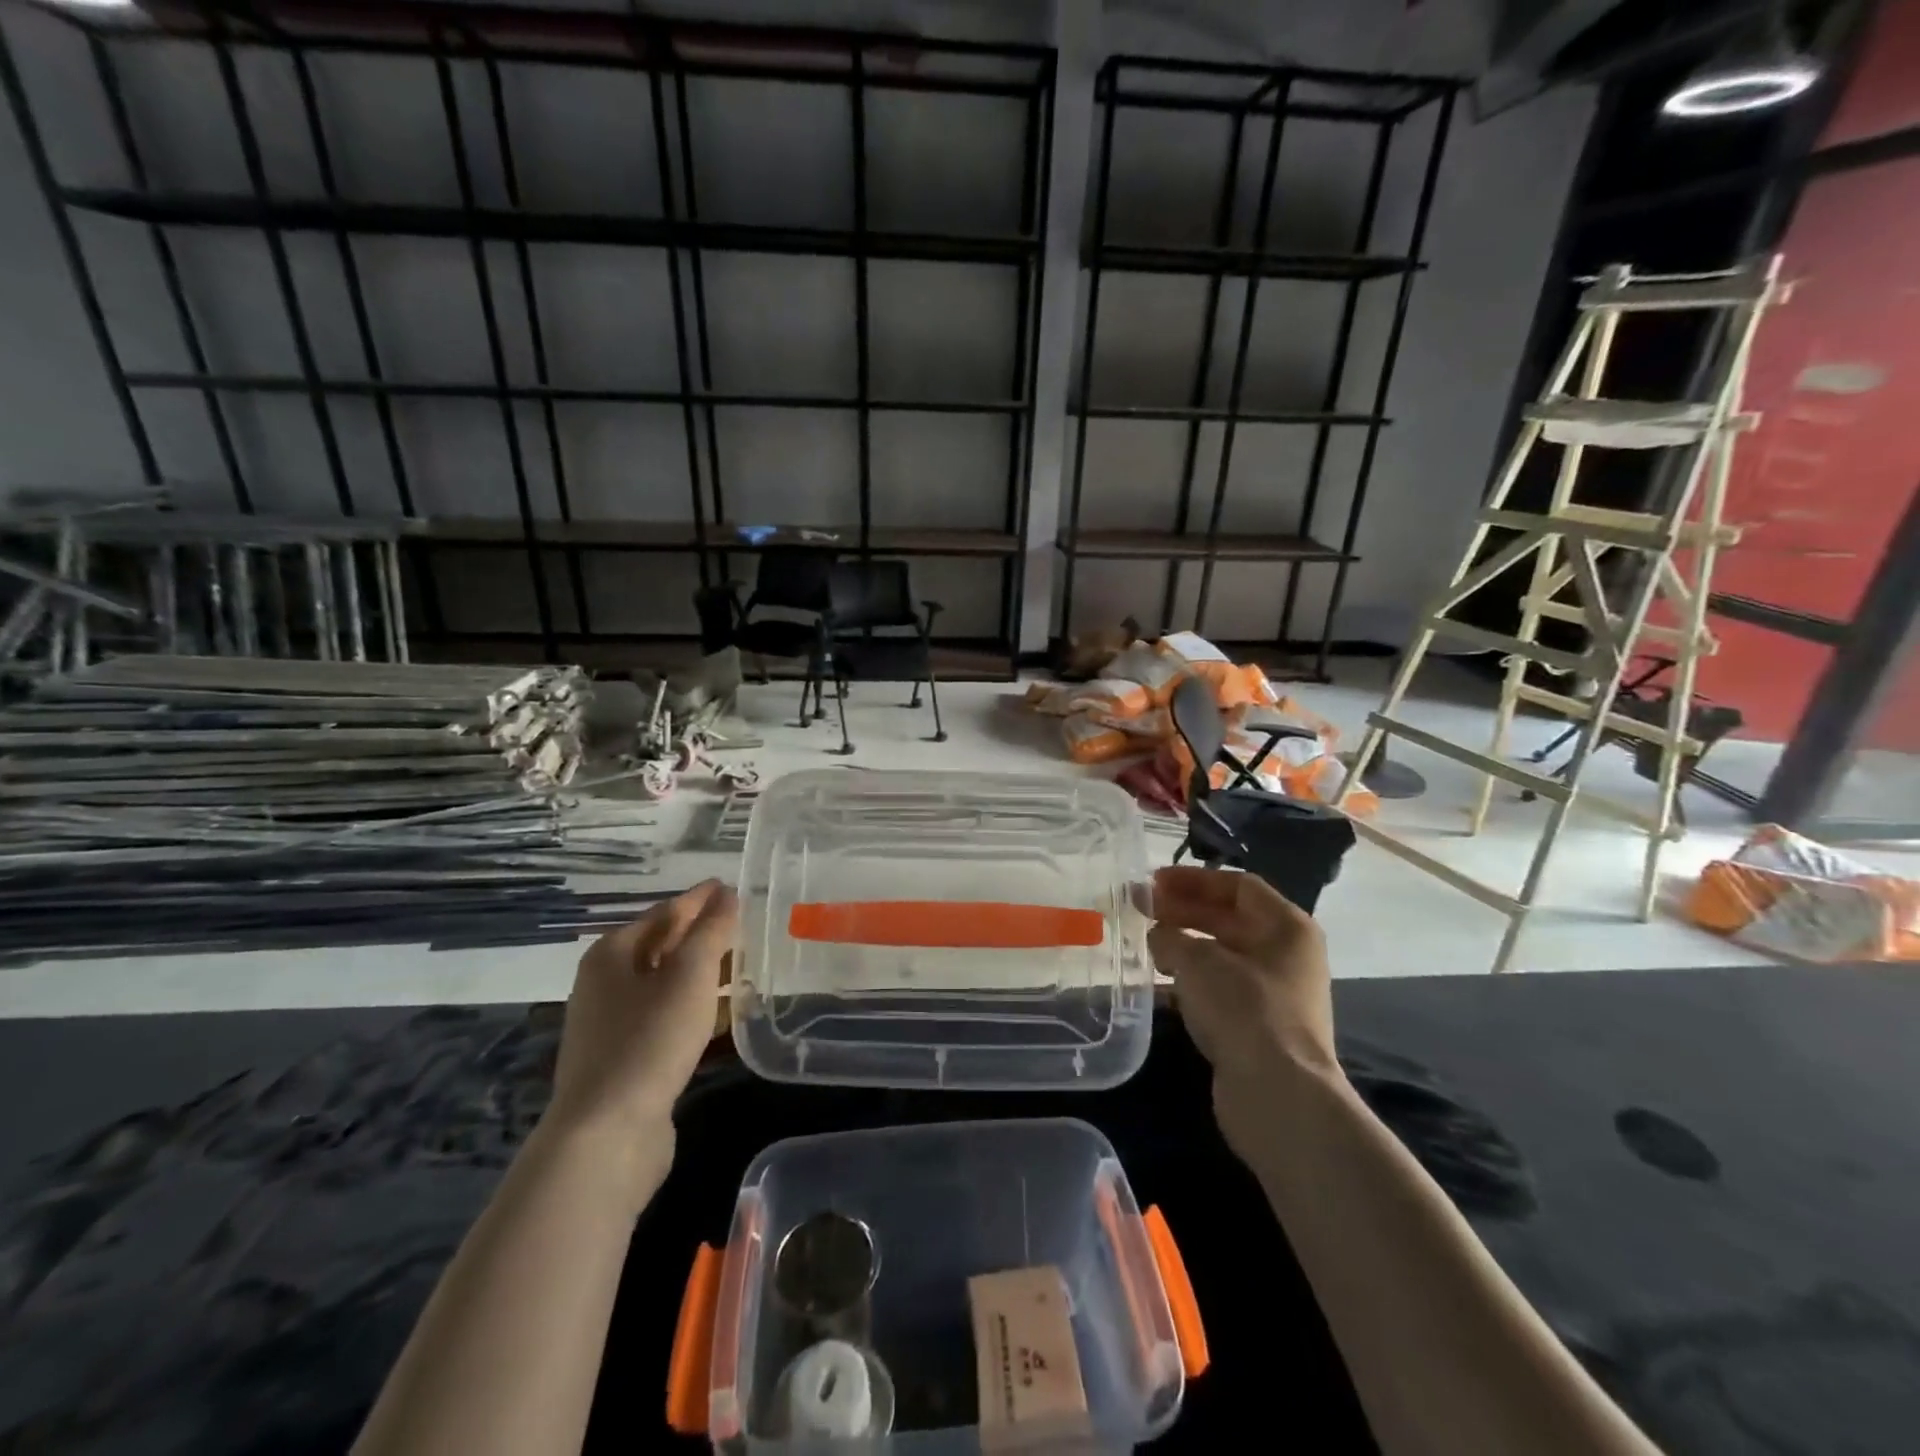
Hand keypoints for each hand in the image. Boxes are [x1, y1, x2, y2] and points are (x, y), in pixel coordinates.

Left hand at [545, 880, 737, 1150]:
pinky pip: (669, 1019)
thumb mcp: (690, 975)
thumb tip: (727, 893)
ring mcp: (613, 1024)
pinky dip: (698, 1010)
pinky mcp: (626, 1059)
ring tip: (748, 969)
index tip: (734, 888)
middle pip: (665, 947)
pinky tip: (729, 1016)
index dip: (703, 899)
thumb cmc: (649, 1040)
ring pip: (669, 985)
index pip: (667, 912)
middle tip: (748, 927)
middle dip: (706, 937)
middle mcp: (606, 982)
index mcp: (613, 953)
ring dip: (706, 975)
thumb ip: (712, 931)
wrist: (606, 1135)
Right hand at [1148, 866, 1340, 1163]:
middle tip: (1142, 910)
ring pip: (1223, 955)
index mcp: (1287, 926)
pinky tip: (1160, 985)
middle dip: (1184, 911)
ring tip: (1146, 944)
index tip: (1152, 883)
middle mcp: (1287, 955)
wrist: (1277, 1095)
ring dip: (1185, 946)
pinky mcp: (1260, 1026)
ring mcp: (1276, 993)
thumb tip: (1158, 935)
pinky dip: (1191, 981)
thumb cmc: (1243, 1008)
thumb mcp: (1197, 960)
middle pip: (1230, 919)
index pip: (1237, 885)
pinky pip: (1221, 988)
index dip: (1193, 879)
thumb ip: (1170, 936)